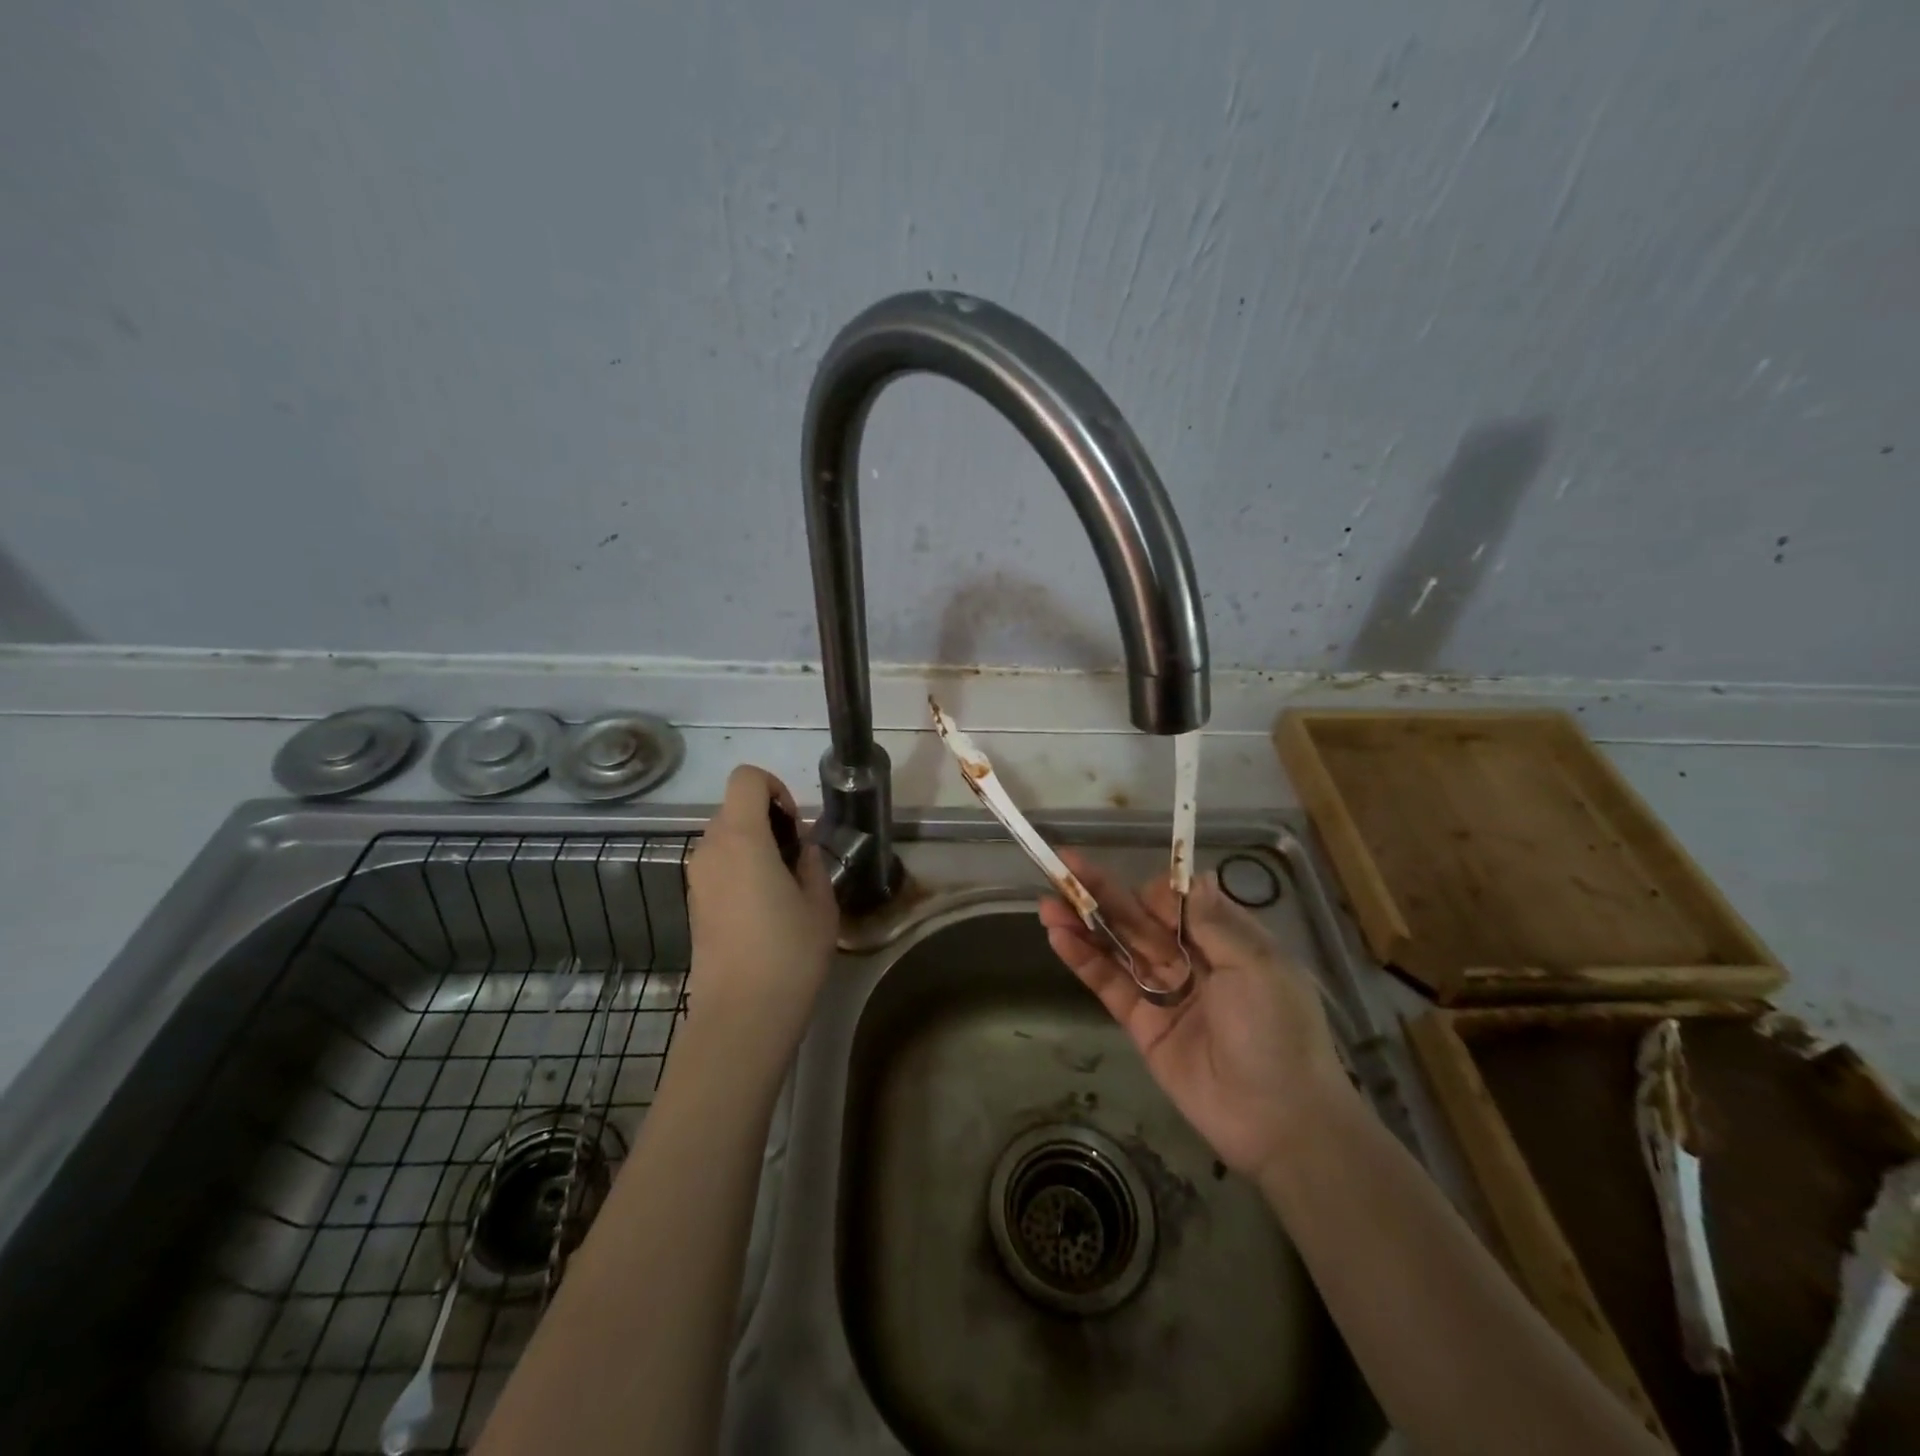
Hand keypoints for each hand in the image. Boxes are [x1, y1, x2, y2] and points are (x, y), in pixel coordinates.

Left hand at [683, 765, 839, 1070]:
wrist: (740, 1016)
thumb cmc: (788, 954)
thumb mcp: (820, 904)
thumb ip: (812, 864)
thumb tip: (802, 851)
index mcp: (742, 838)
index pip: (746, 778)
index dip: (775, 788)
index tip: (795, 825)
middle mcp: (710, 849)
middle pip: (735, 807)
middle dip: (768, 820)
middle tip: (797, 860)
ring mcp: (696, 877)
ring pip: (725, 837)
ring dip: (754, 845)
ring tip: (783, 886)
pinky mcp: (693, 902)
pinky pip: (717, 865)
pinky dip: (740, 868)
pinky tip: (763, 908)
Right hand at [1039, 851, 1351, 1178]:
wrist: (1279, 1121)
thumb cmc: (1276, 1032)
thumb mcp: (1257, 966)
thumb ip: (1214, 922)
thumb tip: (1192, 877)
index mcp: (1226, 942)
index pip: (1179, 902)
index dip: (1153, 891)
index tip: (1140, 892)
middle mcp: (1192, 960)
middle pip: (1140, 919)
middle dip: (1102, 894)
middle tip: (1063, 866)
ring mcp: (1164, 992)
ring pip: (1118, 947)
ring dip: (1084, 923)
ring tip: (1047, 903)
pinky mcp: (1142, 1024)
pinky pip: (1110, 985)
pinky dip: (1084, 960)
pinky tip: (1059, 937)